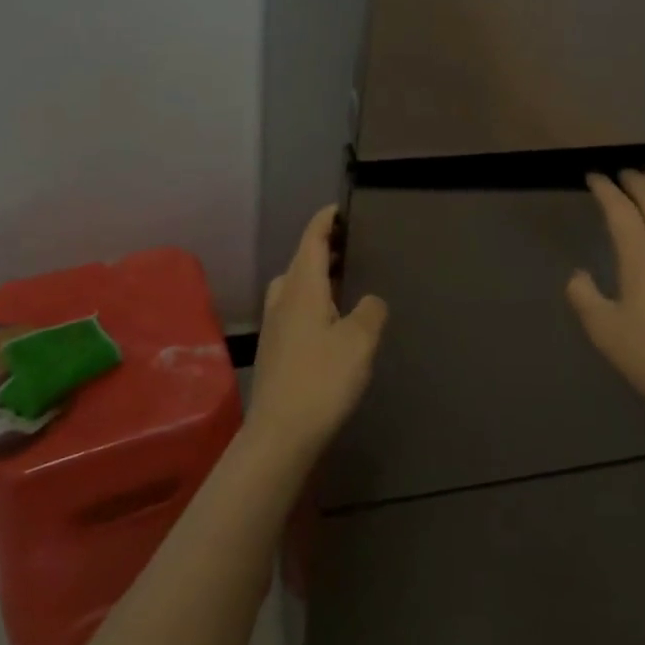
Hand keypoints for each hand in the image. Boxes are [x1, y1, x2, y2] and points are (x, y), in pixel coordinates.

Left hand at [245, 205, 388, 459]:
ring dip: (314, 277)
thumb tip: (370, 301)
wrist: (279, 435)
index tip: (338, 208)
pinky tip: (329, 323)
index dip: (325, 221)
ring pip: (293, 287)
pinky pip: (293, 310)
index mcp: (302, 287)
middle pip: (300, 261)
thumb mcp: (359, 341)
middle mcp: (283, 299)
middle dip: (322, 249)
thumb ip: (370, 312)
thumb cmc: (321, 380)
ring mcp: (274, 326)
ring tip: (341, 283)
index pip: (312, 240)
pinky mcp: (274, 351)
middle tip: (350, 247)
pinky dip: (311, 302)